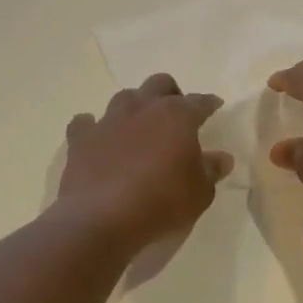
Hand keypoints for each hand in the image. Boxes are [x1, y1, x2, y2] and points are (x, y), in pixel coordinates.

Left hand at [58, 74, 231, 250]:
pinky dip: (92, 127)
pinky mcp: (81, 139)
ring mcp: (109, 121)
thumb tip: (221, 158)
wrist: (102, 218)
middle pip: (159, 84)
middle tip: (176, 113)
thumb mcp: (200, 193)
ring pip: (124, 97)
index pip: (199, 102)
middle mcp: (142, 109)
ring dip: (135, 106)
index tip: (215, 106)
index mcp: (177, 116)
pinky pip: (85, 123)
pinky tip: (98, 138)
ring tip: (139, 124)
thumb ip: (211, 171)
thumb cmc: (162, 202)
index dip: (209, 103)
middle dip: (170, 93)